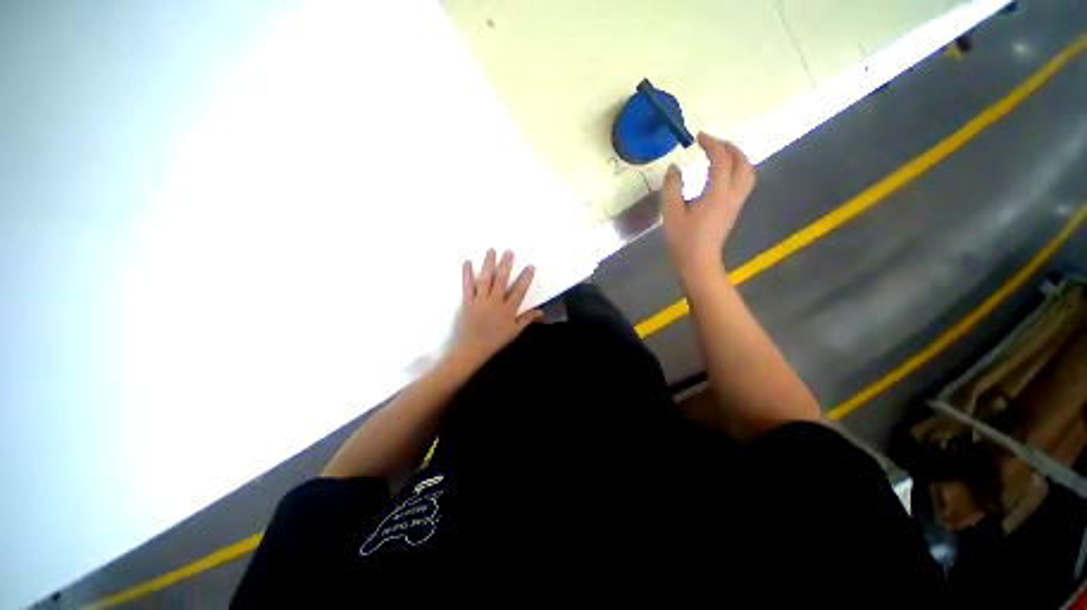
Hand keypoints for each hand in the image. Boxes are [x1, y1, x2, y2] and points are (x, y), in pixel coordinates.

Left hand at [451, 249, 541, 366]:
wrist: (472, 349)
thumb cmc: (495, 341)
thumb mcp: (514, 332)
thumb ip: (526, 319)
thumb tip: (540, 311)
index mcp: (508, 310)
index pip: (519, 291)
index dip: (526, 278)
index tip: (530, 266)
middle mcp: (495, 302)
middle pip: (501, 281)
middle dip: (506, 265)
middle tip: (509, 251)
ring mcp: (480, 301)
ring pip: (485, 280)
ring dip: (488, 264)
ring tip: (491, 250)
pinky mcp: (467, 302)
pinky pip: (467, 286)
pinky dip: (467, 274)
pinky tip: (467, 262)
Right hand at [662, 133, 755, 281]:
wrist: (697, 263)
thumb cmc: (682, 240)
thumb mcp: (671, 213)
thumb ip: (672, 187)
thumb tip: (674, 167)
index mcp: (717, 193)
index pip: (721, 159)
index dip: (711, 144)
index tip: (698, 137)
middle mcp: (732, 195)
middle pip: (742, 162)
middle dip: (729, 147)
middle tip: (712, 143)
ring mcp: (736, 203)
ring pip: (747, 172)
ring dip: (737, 158)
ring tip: (720, 154)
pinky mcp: (733, 210)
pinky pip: (743, 182)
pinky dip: (736, 170)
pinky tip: (721, 174)